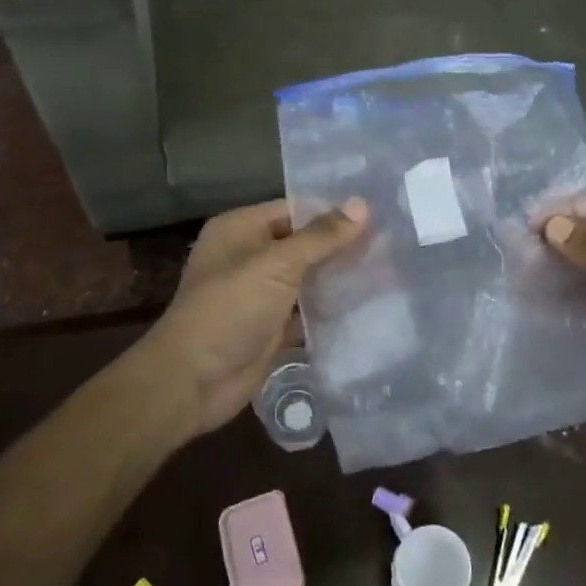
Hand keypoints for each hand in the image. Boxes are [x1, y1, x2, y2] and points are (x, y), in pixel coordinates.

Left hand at [134, 198, 368, 440]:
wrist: (192, 382)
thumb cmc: (230, 309)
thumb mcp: (276, 265)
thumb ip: (321, 236)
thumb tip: (363, 203)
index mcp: (241, 229)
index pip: (295, 209)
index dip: (333, 212)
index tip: (379, 215)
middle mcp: (249, 255)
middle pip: (304, 243)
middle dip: (342, 246)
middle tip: (393, 243)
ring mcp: (260, 293)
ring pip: (308, 278)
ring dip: (340, 277)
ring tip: (391, 270)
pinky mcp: (271, 326)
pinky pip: (307, 310)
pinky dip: (332, 308)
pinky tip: (371, 305)